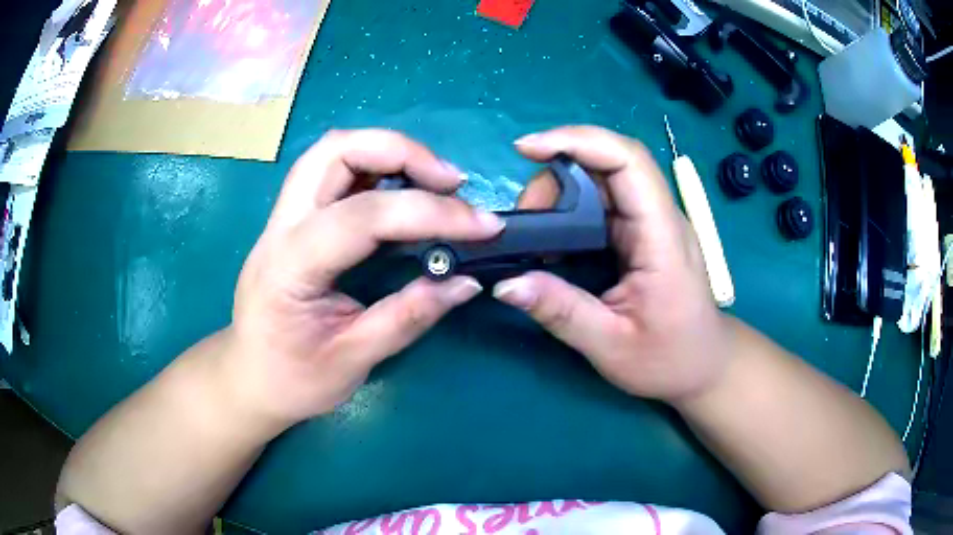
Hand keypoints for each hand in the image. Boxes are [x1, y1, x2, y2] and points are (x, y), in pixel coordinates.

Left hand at [221, 129, 504, 426]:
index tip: (484, 226)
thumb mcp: (352, 361)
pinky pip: (334, 172)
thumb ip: (408, 317)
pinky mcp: (293, 219)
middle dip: (402, 152)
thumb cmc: (291, 380)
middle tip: (451, 184)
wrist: (247, 378)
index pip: (363, 216)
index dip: (430, 213)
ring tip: (435, 182)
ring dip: (388, 152)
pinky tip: (404, 191)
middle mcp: (281, 227)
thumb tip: (466, 282)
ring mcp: (282, 217)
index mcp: (290, 266)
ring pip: (333, 151)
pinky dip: (375, 168)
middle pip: (336, 151)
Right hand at [494, 126, 733, 402]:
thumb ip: (561, 313)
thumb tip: (504, 284)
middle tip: (524, 217)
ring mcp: (651, 224)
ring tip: (531, 227)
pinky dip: (569, 207)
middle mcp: (659, 218)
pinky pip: (603, 203)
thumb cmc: (670, 359)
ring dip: (560, 190)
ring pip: (603, 180)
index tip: (527, 149)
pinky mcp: (641, 234)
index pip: (628, 161)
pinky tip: (549, 234)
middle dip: (557, 173)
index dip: (578, 140)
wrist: (704, 365)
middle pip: (610, 163)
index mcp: (662, 238)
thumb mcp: (612, 345)